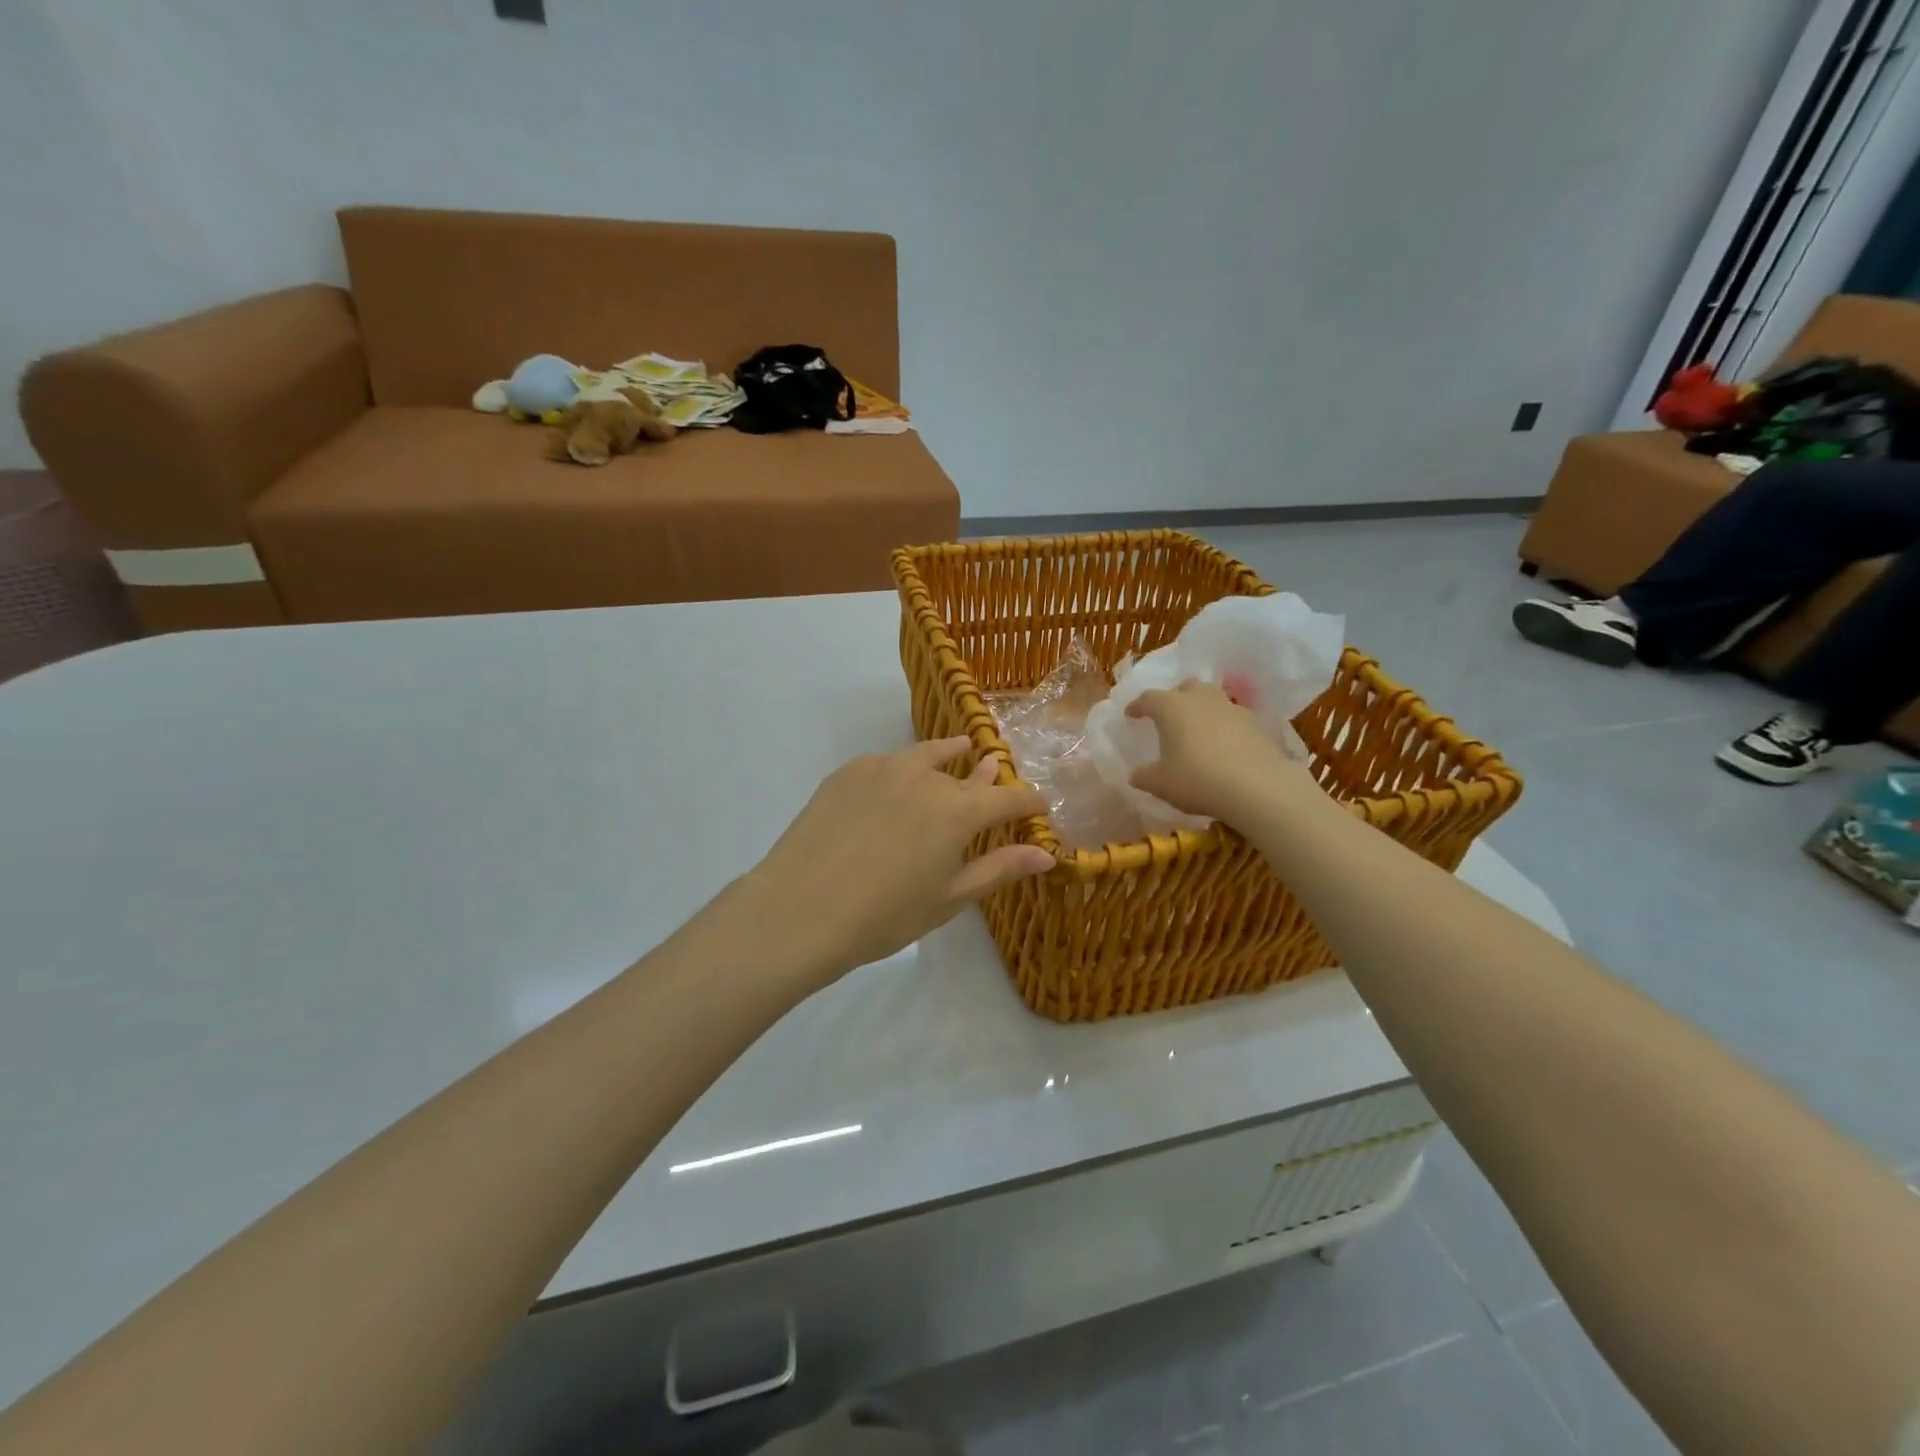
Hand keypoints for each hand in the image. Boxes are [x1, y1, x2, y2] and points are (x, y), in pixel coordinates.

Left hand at [740, 738, 1054, 983]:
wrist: (801, 908)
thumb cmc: (884, 916)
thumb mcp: (949, 899)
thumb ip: (999, 869)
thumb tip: (1046, 854)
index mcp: (958, 810)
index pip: (1008, 797)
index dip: (1029, 802)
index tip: (1039, 806)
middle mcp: (926, 777)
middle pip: (968, 773)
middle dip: (987, 778)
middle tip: (995, 773)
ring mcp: (883, 768)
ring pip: (927, 754)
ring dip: (949, 754)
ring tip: (959, 748)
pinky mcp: (848, 772)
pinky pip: (887, 762)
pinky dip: (904, 767)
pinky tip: (898, 780)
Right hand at [1126, 681, 1319, 825]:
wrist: (1258, 786)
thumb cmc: (1197, 779)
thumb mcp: (1160, 783)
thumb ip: (1143, 776)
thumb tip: (1135, 774)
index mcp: (1171, 707)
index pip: (1148, 698)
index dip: (1137, 706)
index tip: (1131, 715)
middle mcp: (1201, 699)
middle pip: (1186, 687)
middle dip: (1175, 698)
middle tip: (1168, 716)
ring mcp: (1231, 708)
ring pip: (1212, 699)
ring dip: (1202, 709)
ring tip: (1197, 730)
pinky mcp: (1255, 724)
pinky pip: (1232, 718)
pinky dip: (1224, 727)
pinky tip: (1222, 746)